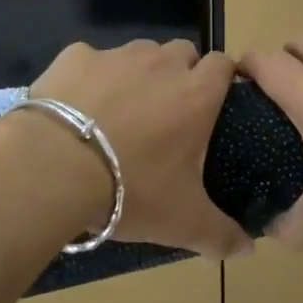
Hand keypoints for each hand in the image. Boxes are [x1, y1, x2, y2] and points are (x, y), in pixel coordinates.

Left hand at [28, 38, 253, 258]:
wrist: (53, 166)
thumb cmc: (131, 189)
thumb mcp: (182, 221)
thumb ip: (221, 234)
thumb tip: (249, 250)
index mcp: (196, 94)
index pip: (224, 64)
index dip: (222, 78)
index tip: (215, 101)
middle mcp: (161, 64)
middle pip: (182, 52)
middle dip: (180, 72)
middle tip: (166, 112)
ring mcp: (116, 55)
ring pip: (139, 52)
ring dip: (138, 73)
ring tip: (120, 109)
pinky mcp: (75, 56)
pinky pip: (90, 60)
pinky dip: (89, 76)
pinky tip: (77, 106)